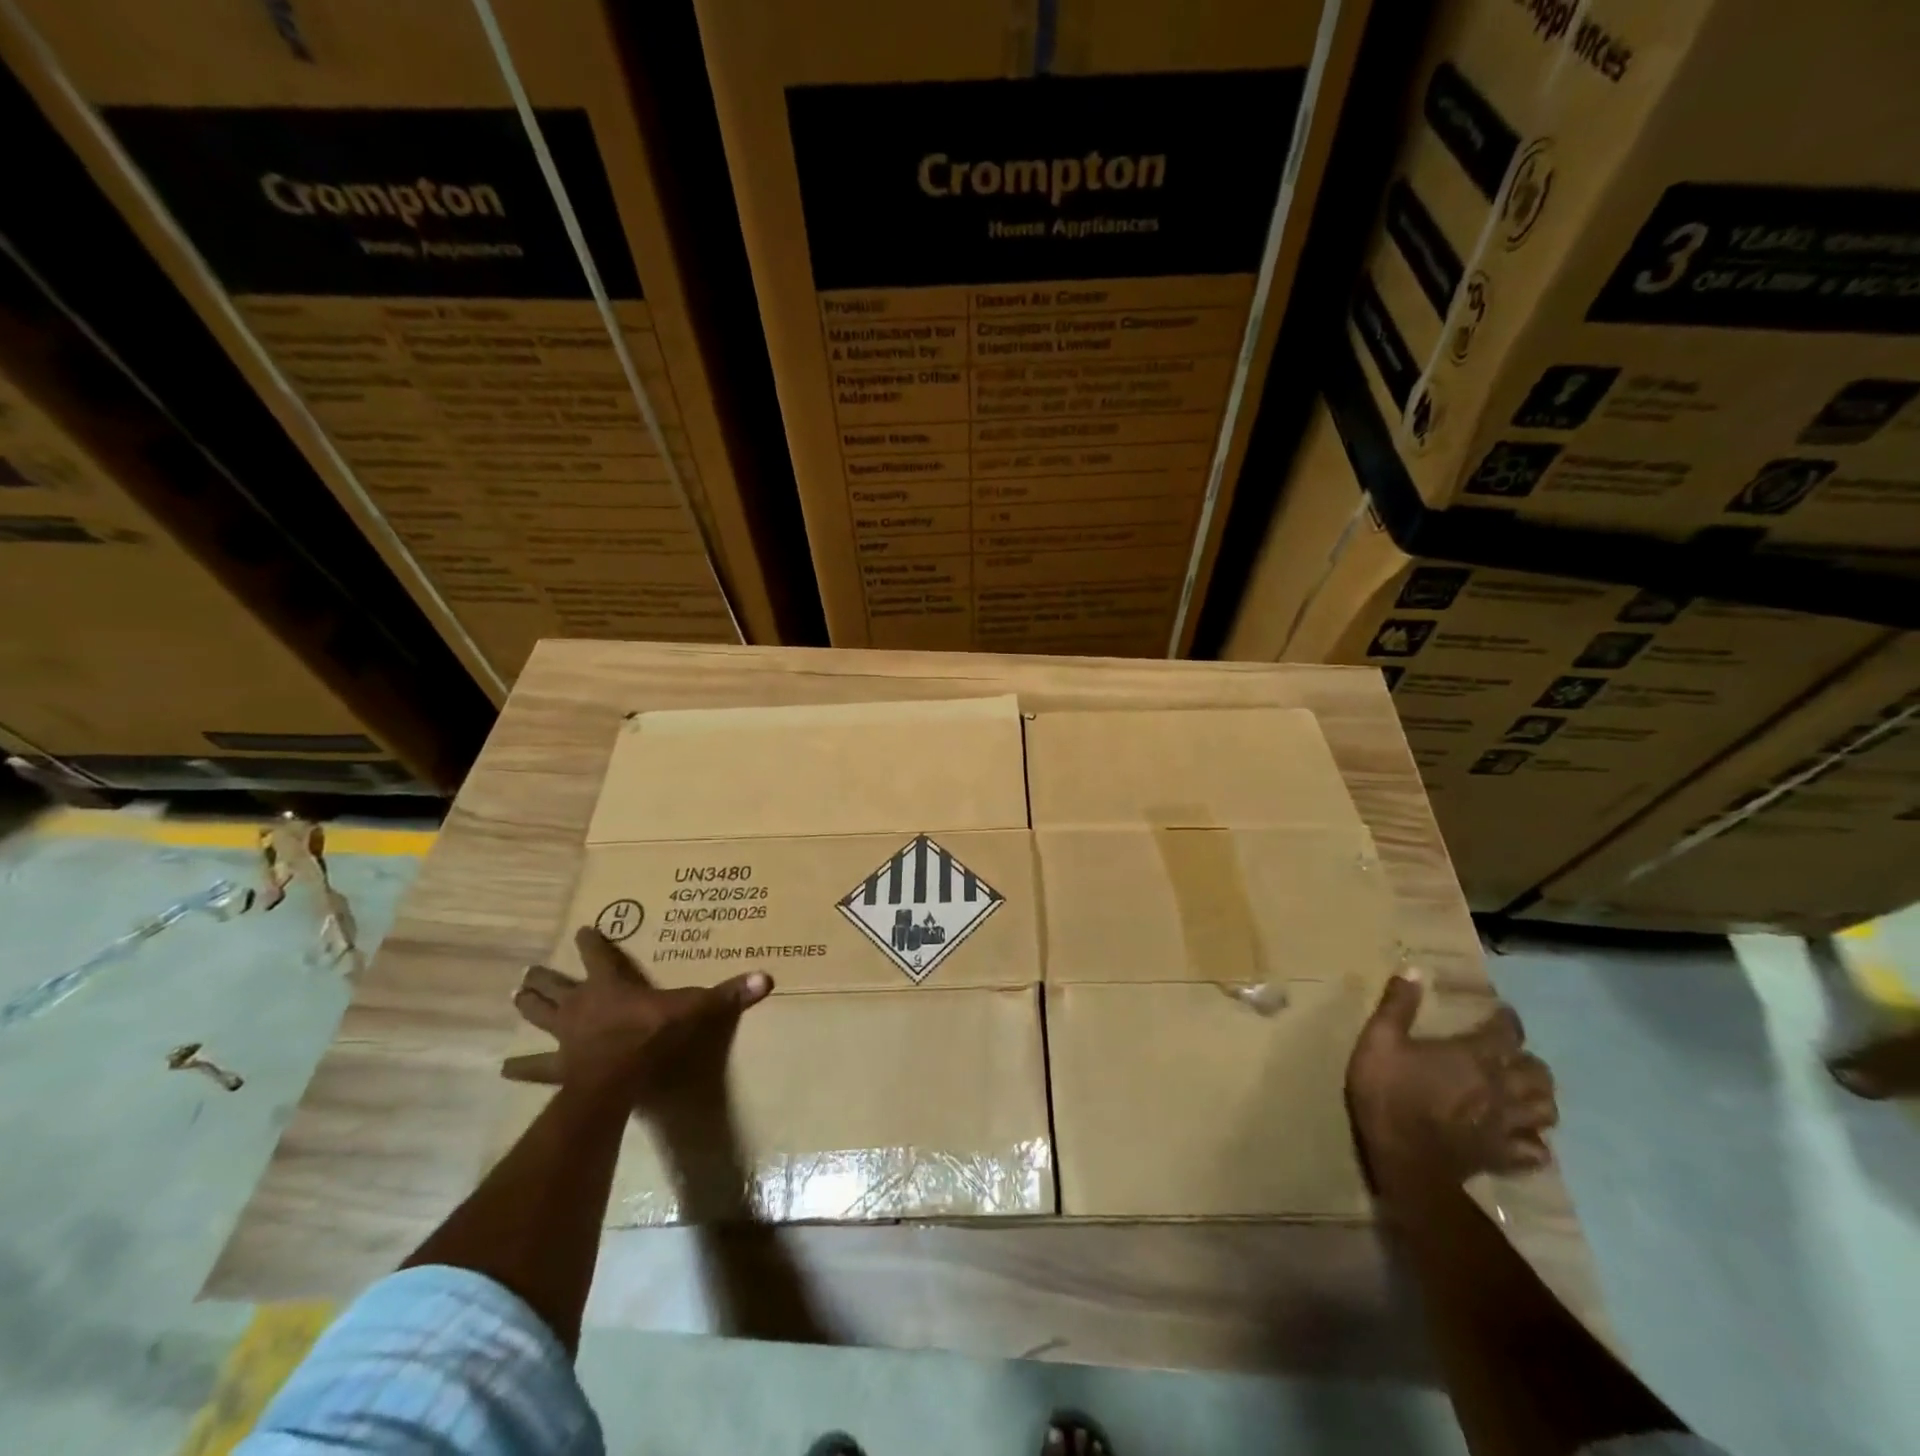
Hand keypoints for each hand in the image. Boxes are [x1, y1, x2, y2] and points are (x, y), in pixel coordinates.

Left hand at [504, 926, 772, 1103]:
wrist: (616, 1078)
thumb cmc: (651, 1035)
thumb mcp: (693, 1009)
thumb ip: (726, 994)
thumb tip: (765, 978)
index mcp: (609, 984)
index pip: (598, 954)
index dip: (591, 941)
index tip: (582, 930)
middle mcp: (581, 1004)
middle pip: (557, 985)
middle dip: (545, 977)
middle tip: (530, 970)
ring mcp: (565, 1036)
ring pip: (539, 1016)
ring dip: (527, 1006)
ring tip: (514, 997)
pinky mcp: (558, 1066)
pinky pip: (536, 1067)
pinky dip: (522, 1067)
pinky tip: (504, 1069)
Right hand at [1345, 970, 1557, 1188]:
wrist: (1402, 1157)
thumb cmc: (1388, 1092)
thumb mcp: (1379, 1040)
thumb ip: (1397, 1006)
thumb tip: (1413, 969)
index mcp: (1473, 1057)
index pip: (1507, 1033)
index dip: (1507, 1020)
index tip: (1501, 1013)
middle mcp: (1500, 1088)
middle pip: (1538, 1073)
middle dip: (1528, 1061)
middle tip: (1511, 1056)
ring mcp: (1507, 1125)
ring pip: (1546, 1110)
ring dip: (1538, 1098)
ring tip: (1522, 1093)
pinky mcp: (1505, 1155)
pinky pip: (1536, 1150)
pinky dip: (1533, 1141)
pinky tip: (1519, 1136)